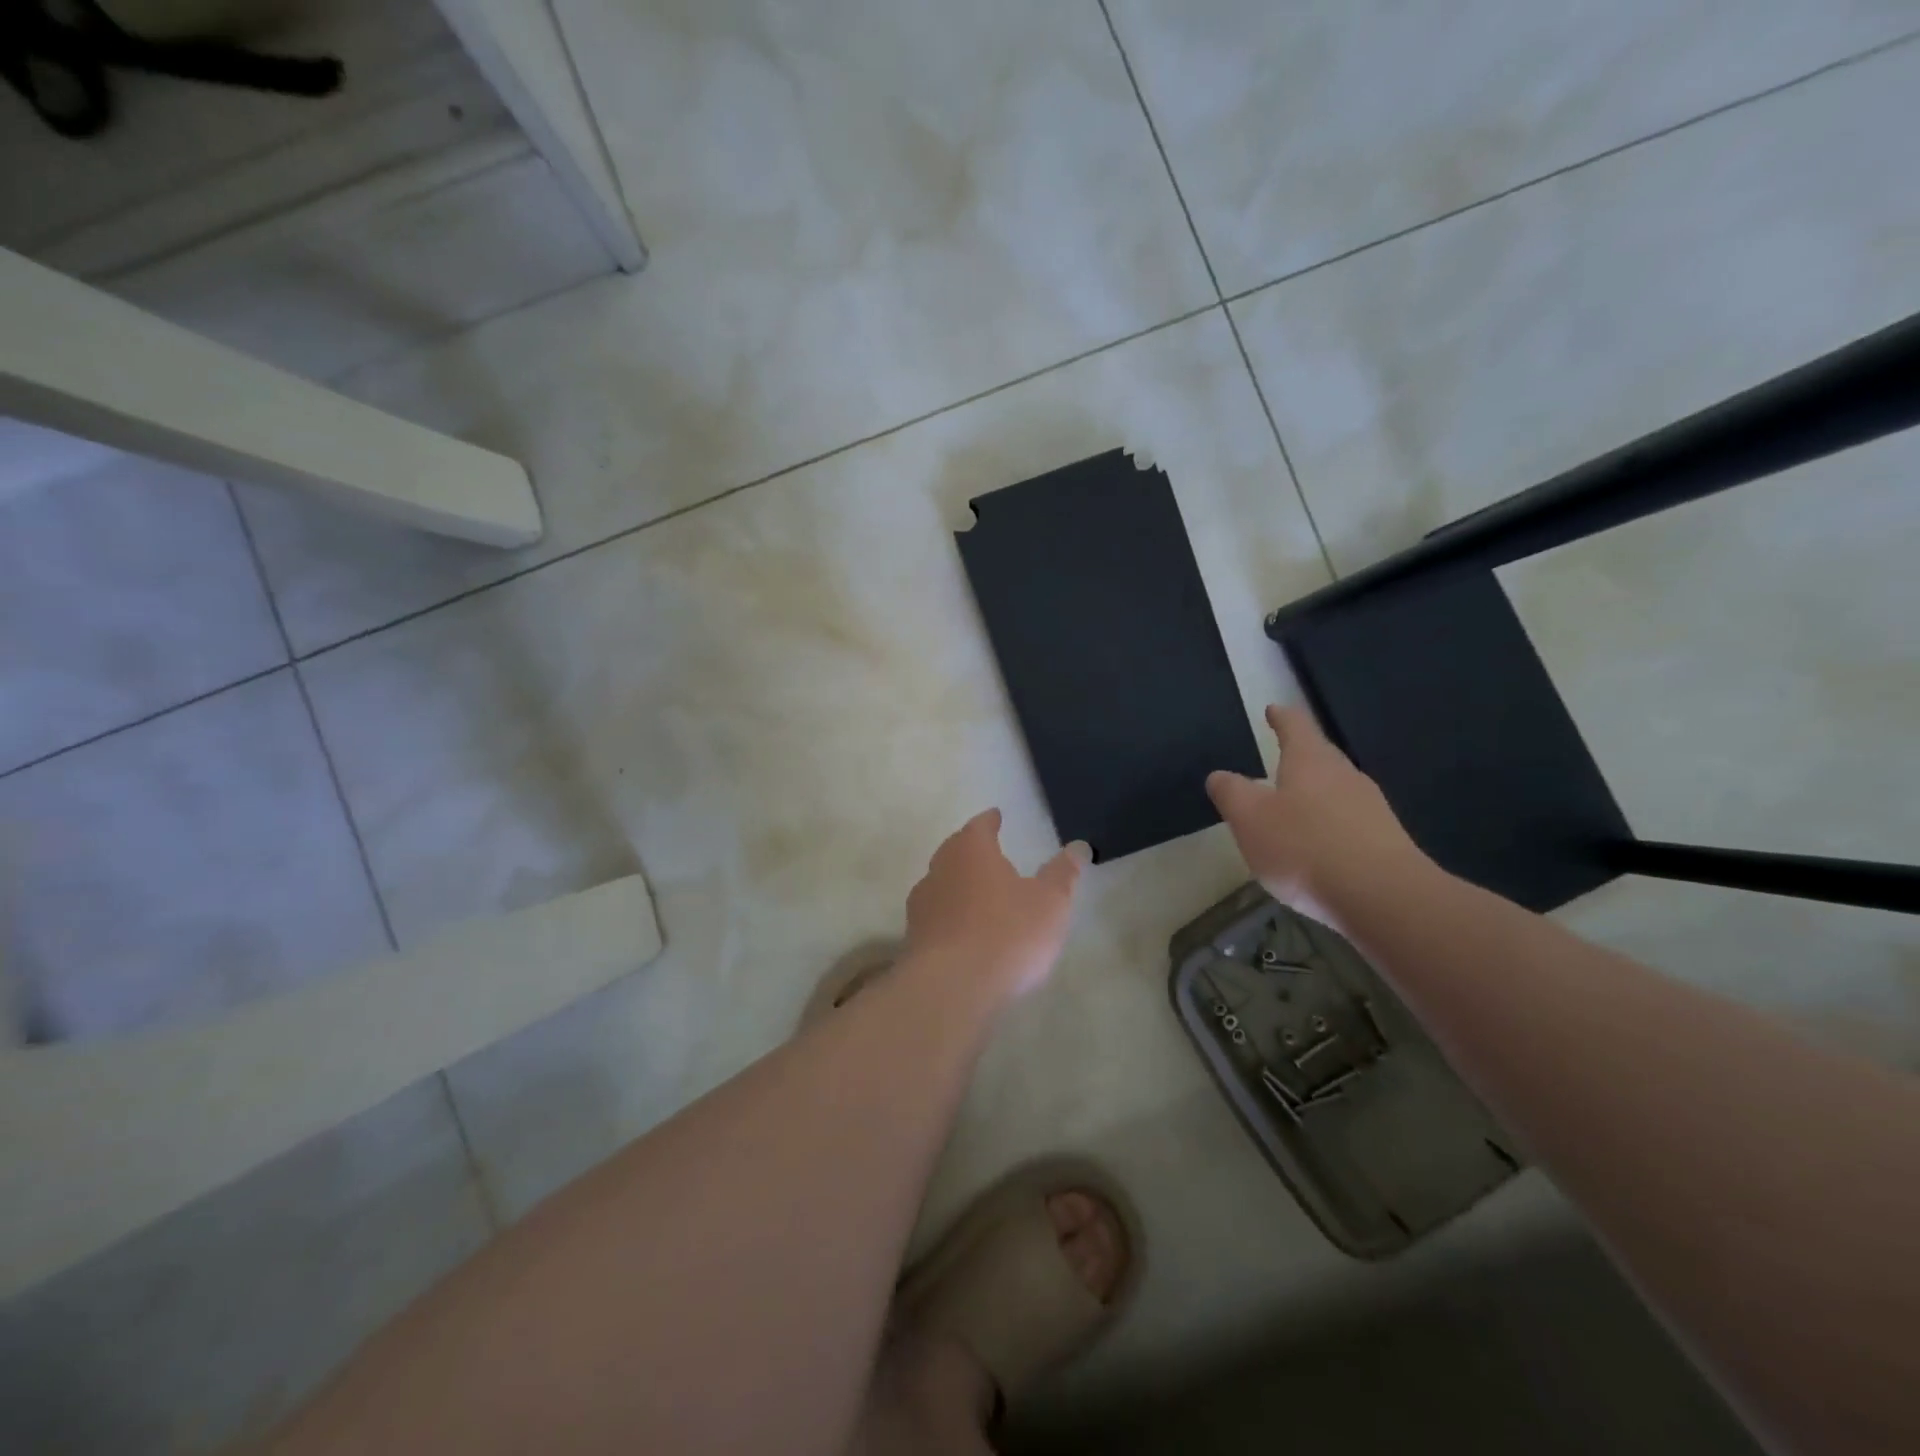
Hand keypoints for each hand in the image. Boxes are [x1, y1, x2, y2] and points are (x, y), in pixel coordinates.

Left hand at [903, 809, 1086, 1003]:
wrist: (951, 988)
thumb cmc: (1007, 934)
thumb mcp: (1049, 903)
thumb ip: (1062, 874)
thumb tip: (1077, 846)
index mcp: (971, 851)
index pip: (980, 826)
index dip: (990, 821)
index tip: (996, 816)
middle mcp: (940, 869)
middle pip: (955, 851)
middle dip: (971, 851)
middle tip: (988, 854)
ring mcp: (922, 905)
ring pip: (941, 884)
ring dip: (958, 886)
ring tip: (978, 895)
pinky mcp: (914, 938)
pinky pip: (936, 917)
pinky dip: (950, 917)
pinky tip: (963, 932)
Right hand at [1206, 705, 1430, 923]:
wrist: (1383, 897)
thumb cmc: (1304, 846)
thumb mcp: (1249, 818)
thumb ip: (1231, 792)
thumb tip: (1220, 776)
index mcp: (1310, 760)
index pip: (1295, 725)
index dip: (1281, 717)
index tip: (1273, 710)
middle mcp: (1344, 775)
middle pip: (1320, 756)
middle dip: (1299, 757)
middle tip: (1278, 761)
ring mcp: (1371, 808)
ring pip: (1336, 790)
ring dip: (1314, 794)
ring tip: (1292, 809)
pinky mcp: (1385, 841)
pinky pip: (1349, 822)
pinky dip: (1329, 826)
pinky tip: (1318, 848)